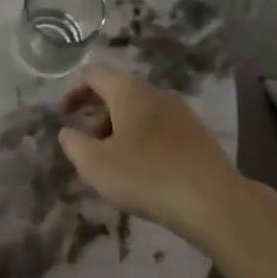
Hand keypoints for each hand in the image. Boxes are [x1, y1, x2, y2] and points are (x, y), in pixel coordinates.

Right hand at [58, 68, 249, 241]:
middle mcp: (155, 92)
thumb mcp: (95, 164)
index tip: (63, 116)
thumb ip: (74, 144)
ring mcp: (181, 111)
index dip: (73, 93)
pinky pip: (160, 128)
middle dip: (97, 114)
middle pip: (118, 92)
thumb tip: (67, 132)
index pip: (92, 76)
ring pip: (140, 111)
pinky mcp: (198, 134)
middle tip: (86, 143)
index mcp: (128, 90)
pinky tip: (143, 169)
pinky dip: (143, 139)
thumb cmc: (145, 176)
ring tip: (113, 160)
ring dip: (120, 128)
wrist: (213, 201)